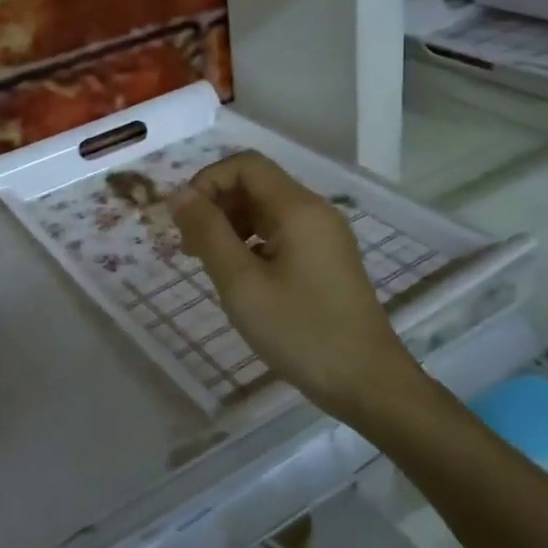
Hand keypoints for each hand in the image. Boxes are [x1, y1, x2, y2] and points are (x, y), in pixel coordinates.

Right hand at [170, 153, 426, 422]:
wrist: (368, 383)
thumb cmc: (301, 332)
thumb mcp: (242, 284)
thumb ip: (208, 233)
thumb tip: (179, 194)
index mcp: (298, 208)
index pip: (245, 164)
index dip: (208, 181)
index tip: (185, 220)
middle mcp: (314, 211)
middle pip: (256, 184)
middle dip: (217, 204)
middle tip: (190, 247)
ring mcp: (324, 236)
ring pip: (266, 209)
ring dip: (231, 224)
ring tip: (210, 264)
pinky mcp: (326, 259)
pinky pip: (281, 233)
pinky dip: (252, 242)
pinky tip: (240, 277)